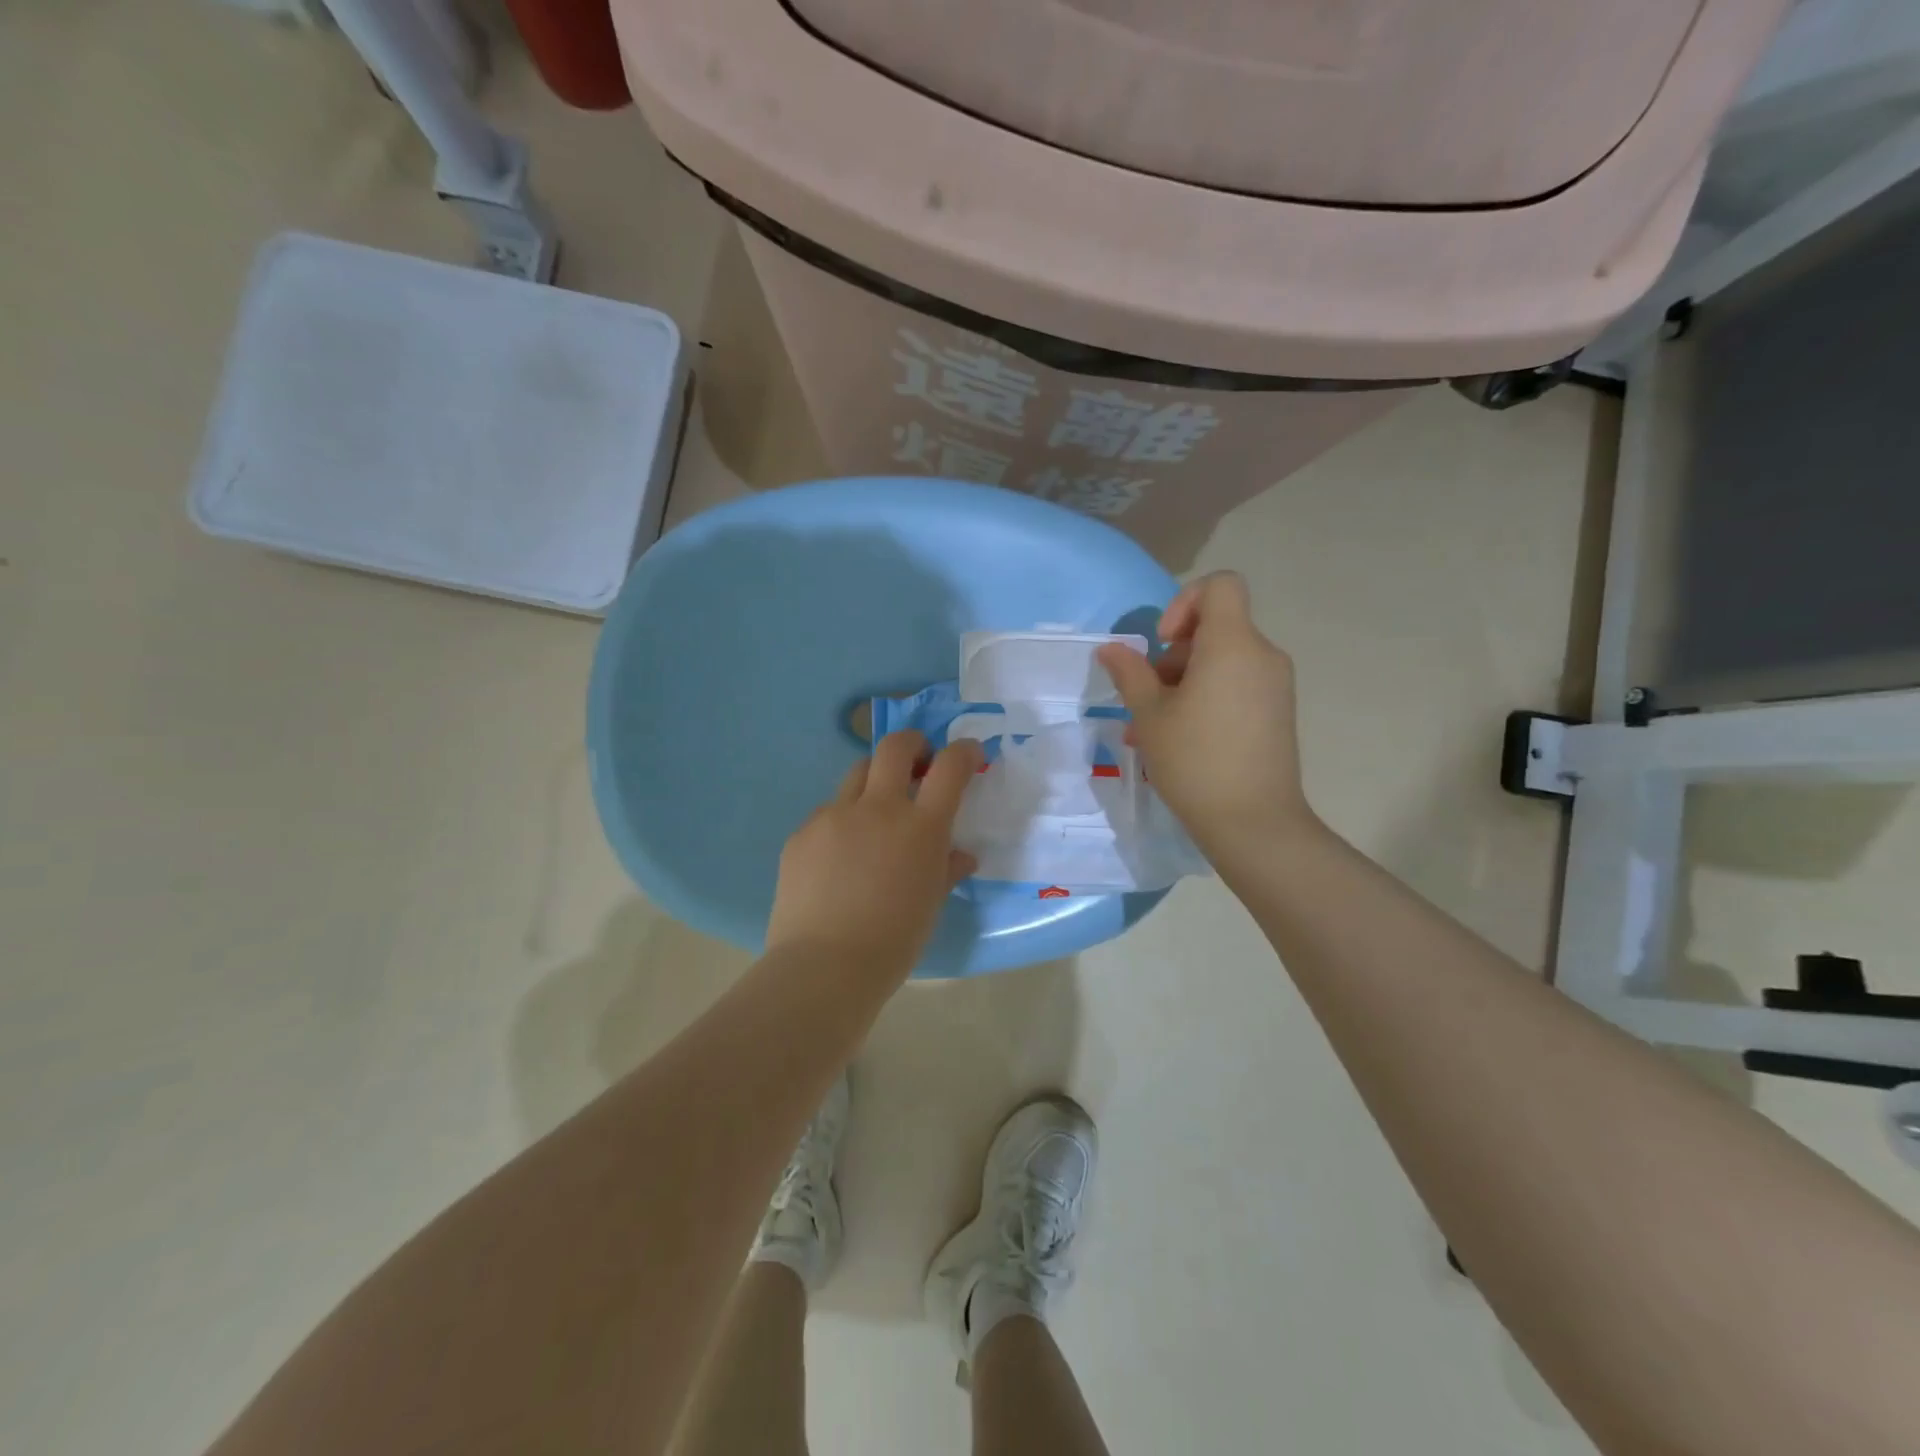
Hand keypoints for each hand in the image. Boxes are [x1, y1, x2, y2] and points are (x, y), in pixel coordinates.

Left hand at [766, 730, 982, 976]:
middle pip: (894, 747)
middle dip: (912, 743)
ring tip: (875, 815)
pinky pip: (827, 814)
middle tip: (918, 762)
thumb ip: (946, 870)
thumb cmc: (893, 942)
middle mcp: (878, 808)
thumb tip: (960, 855)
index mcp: (920, 826)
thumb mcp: (931, 905)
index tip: (967, 753)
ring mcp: (834, 816)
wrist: (824, 967)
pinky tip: (839, 859)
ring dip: (874, 782)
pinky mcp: (802, 833)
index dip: (963, 752)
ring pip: (857, 775)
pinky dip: (842, 823)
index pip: (949, 767)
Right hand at [1097, 572, 1318, 858]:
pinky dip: (1206, 698)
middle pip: (1216, 628)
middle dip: (1174, 654)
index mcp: (1233, 645)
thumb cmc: (1195, 761)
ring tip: (1152, 727)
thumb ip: (1130, 673)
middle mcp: (1262, 655)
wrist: (1254, 823)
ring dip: (1183, 682)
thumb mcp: (1150, 716)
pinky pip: (1236, 686)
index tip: (1162, 645)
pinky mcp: (1277, 712)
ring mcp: (1275, 686)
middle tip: (1147, 697)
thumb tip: (1112, 648)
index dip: (1184, 602)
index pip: (1220, 585)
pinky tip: (1179, 738)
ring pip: (1222, 661)